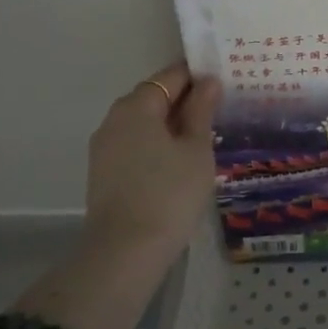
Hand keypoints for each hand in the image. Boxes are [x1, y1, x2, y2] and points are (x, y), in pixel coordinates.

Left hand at [83, 61, 222, 269]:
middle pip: (154, 97)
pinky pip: (135, 144)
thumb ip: (201, 110)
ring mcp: (104, 147)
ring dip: (171, 124)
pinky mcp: (103, 173)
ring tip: (203, 137)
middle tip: (219, 110)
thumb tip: (208, 81)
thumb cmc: (169, 193)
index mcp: (137, 106)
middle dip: (185, 100)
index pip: (171, 75)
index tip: (224, 82)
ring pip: (144, 122)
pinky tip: (179, 161)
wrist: (125, 253)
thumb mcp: (196, 148)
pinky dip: (157, 144)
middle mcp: (114, 119)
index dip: (199, 75)